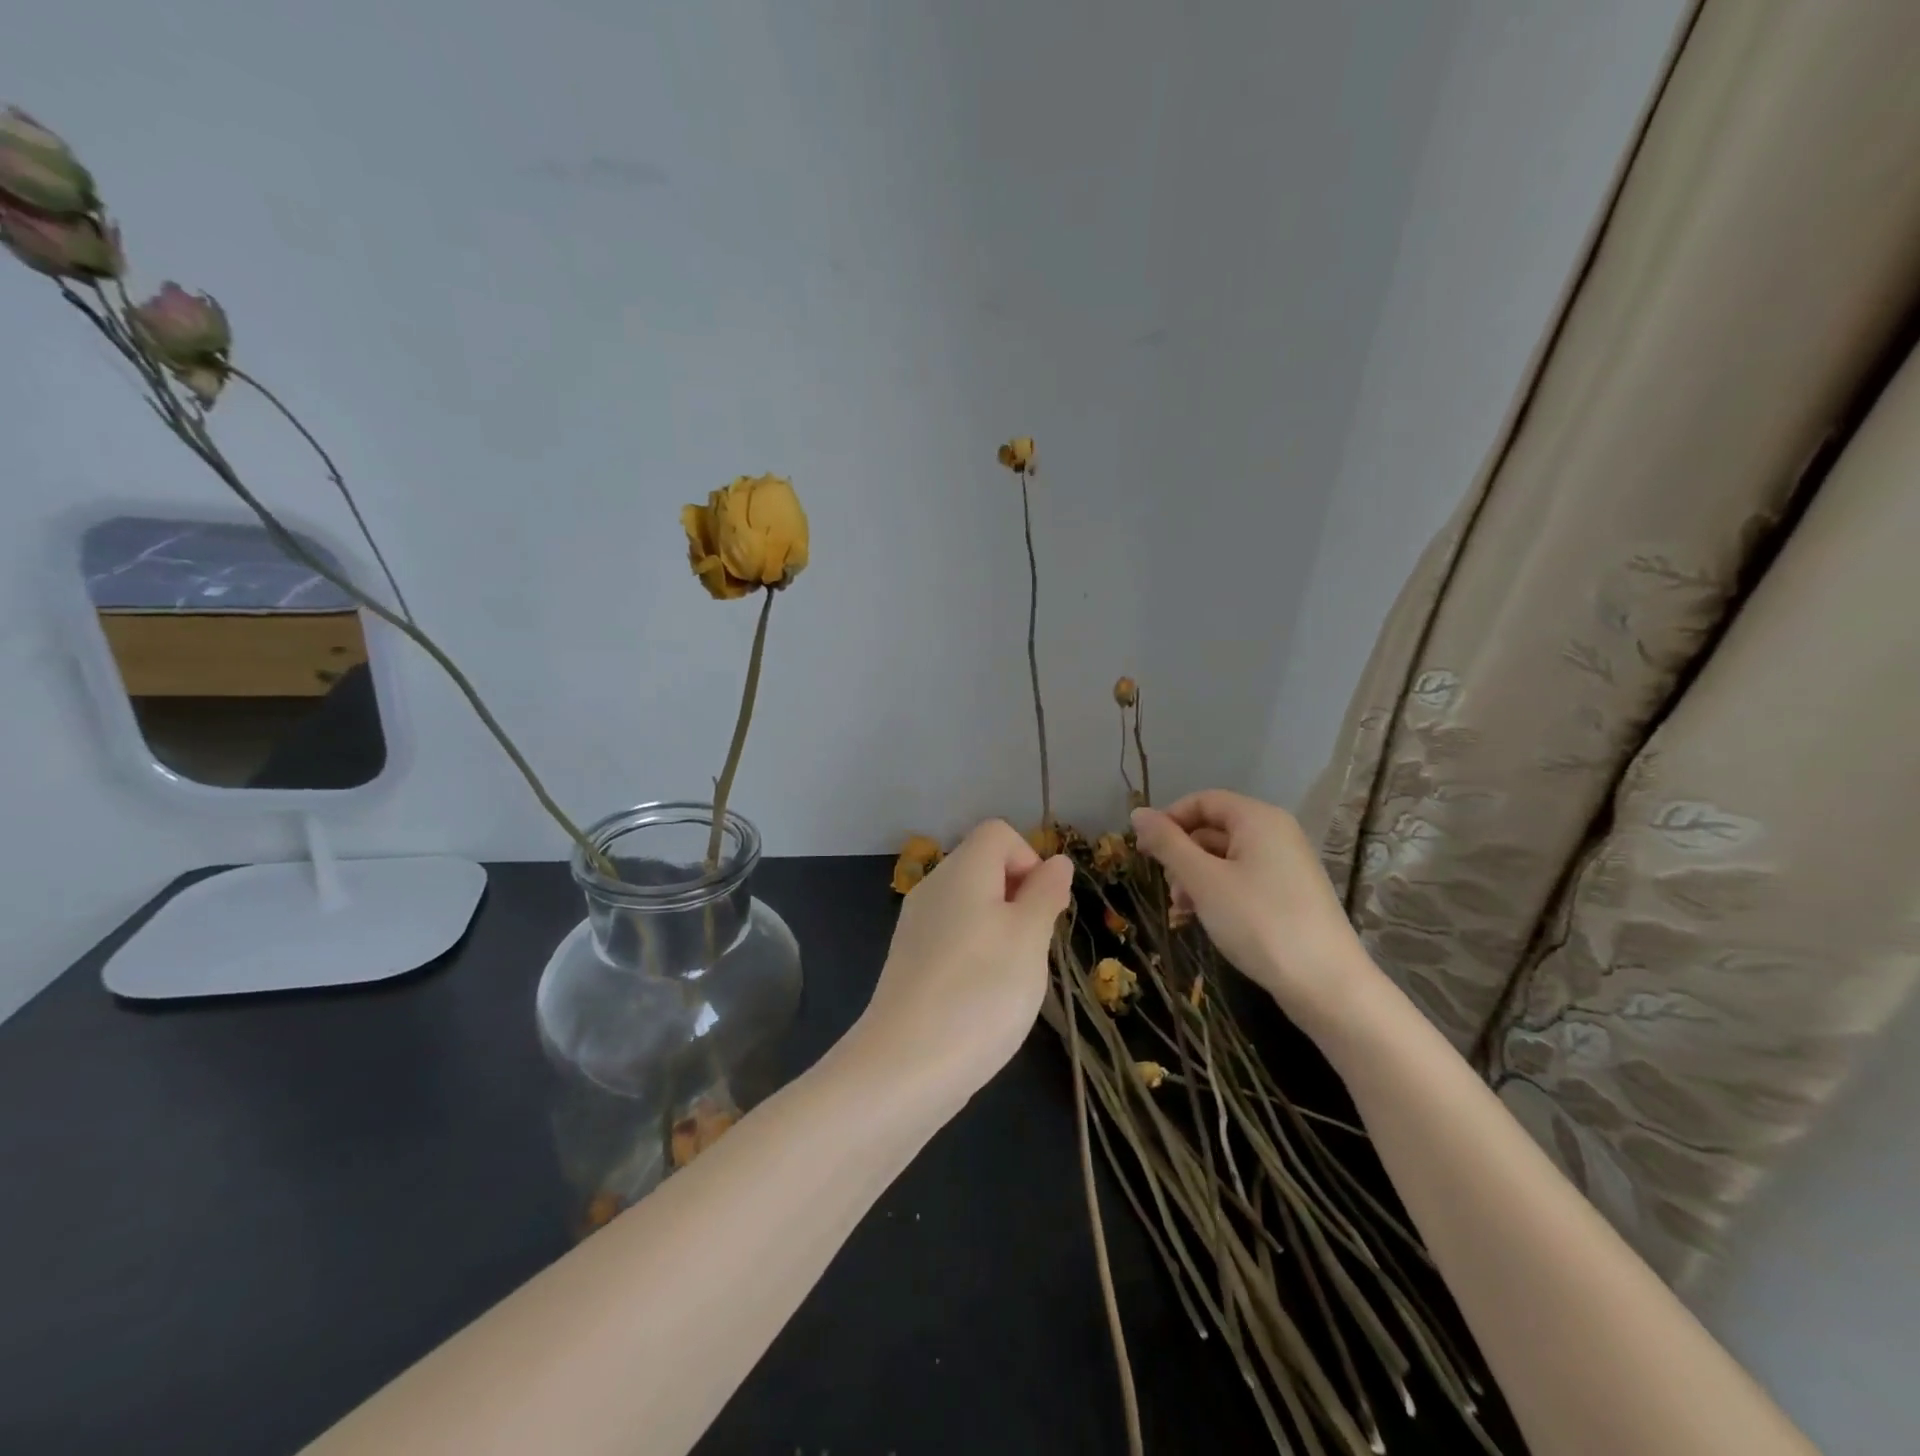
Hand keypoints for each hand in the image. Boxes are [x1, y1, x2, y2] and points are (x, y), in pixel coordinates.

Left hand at [852, 819, 1073, 1104]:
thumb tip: (1056, 861)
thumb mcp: (1030, 938)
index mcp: (962, 870)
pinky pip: (953, 936)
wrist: (905, 1065)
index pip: (998, 833)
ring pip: (971, 906)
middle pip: (984, 867)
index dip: (1029, 860)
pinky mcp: (909, 960)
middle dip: (1019, 899)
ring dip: (1001, 930)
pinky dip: (976, 954)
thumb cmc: (981, 991)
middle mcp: (933, 886)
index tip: (1042, 908)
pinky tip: (981, 997)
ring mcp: (916, 924)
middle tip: (1032, 948)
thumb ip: (1045, 893)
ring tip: (1009, 978)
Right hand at [1130, 791, 1378, 1034]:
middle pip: (1213, 829)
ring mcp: (1286, 865)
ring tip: (1182, 911)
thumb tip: (1137, 813)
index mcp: (1258, 819)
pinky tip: (1201, 920)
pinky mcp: (1290, 895)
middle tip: (1168, 889)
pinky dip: (1217, 894)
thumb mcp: (1203, 880)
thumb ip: (1168, 844)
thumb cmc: (1259, 922)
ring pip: (1225, 858)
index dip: (1168, 820)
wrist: (1327, 985)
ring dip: (1195, 879)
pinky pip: (1243, 880)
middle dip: (1181, 856)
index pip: (1202, 801)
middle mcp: (1276, 833)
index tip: (1143, 851)